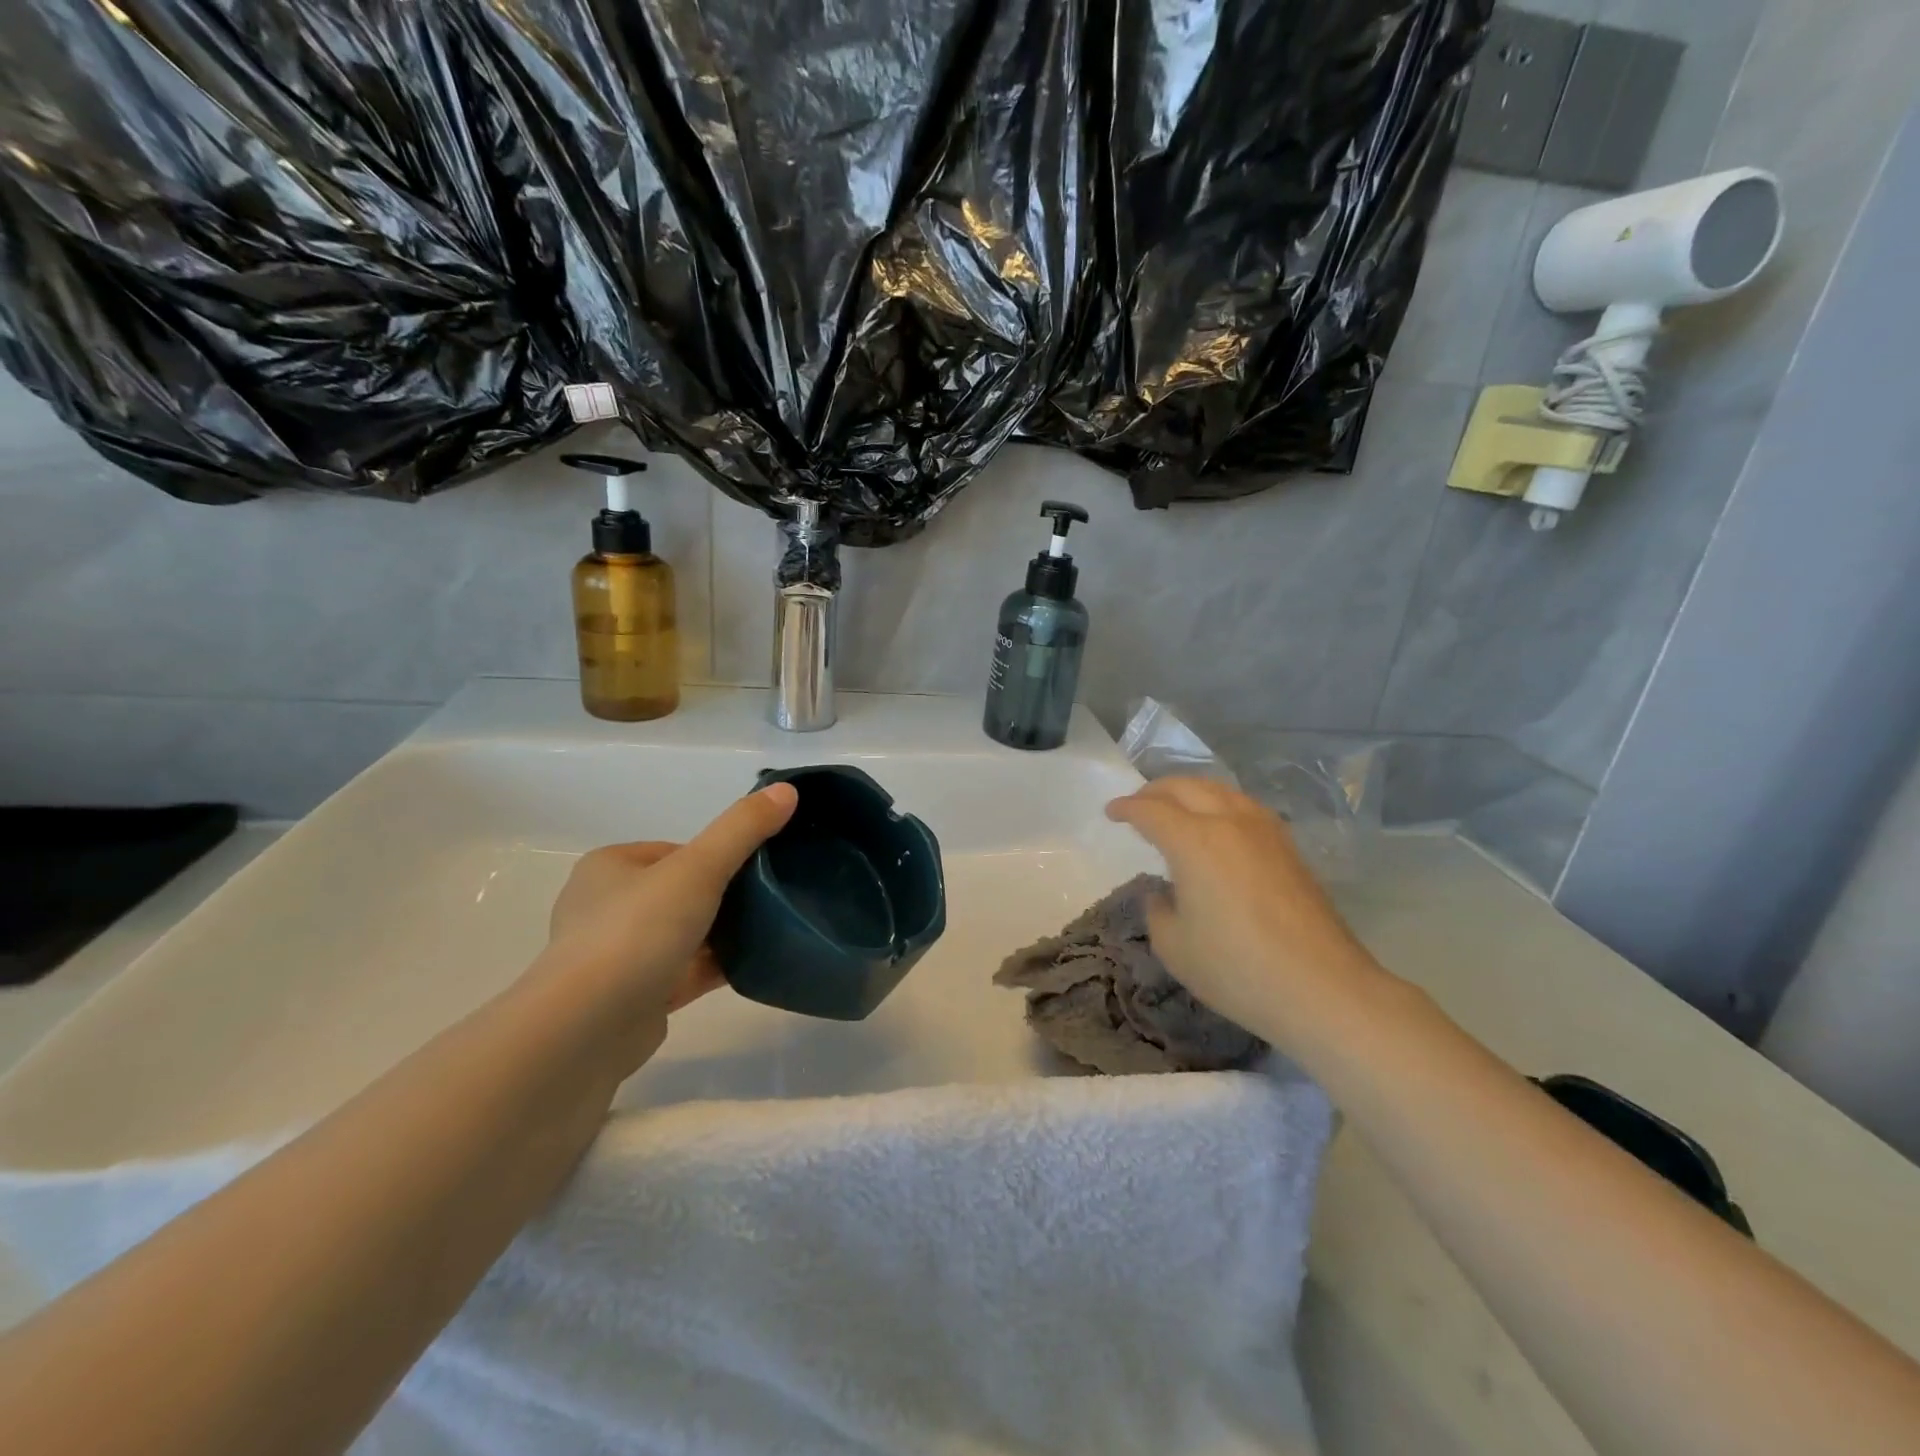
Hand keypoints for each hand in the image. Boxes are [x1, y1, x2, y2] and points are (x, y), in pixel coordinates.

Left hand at [535, 784, 798, 1030]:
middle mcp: (605, 908)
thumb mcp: (699, 867)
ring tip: (768, 932)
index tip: (755, 870)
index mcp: (609, 868)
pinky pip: (682, 973)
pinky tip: (751, 966)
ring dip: (720, 935)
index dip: (717, 857)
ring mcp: (616, 957)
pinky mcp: (631, 998)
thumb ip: (742, 828)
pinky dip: (713, 968)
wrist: (588, 1027)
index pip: (675, 851)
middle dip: (722, 898)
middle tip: (767, 902)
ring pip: (682, 935)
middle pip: (681, 893)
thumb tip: (787, 790)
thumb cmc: (637, 931)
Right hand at [1106, 777, 1391, 1052]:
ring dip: (1190, 792)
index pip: (1151, 811)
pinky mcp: (1288, 847)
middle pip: (1186, 787)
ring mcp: (1265, 831)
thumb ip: (1157, 911)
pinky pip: (1244, 807)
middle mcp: (1229, 822)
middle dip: (1155, 790)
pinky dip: (1219, 804)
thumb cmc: (1237, 969)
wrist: (1321, 988)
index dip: (1126, 808)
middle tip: (1137, 804)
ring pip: (1220, 790)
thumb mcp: (1174, 947)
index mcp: (1194, 841)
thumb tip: (1163, 893)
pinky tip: (1218, 825)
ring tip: (1176, 808)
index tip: (1111, 813)